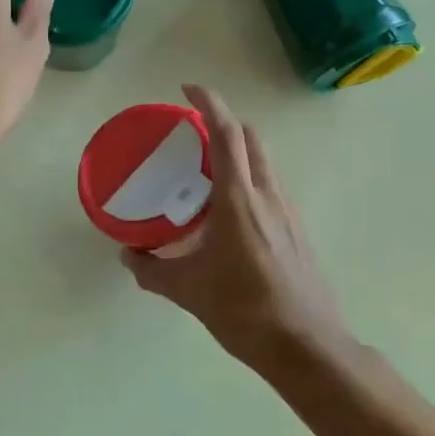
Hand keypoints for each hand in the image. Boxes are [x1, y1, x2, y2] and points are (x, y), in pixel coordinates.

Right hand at [122, 85, 353, 374]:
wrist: (307, 346)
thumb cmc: (244, 311)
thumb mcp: (187, 291)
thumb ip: (151, 270)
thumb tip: (127, 256)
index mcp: (239, 199)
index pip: (226, 134)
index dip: (208, 103)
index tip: (187, 89)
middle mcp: (267, 195)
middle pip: (250, 138)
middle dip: (224, 124)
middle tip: (193, 133)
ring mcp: (288, 211)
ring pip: (264, 162)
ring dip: (239, 151)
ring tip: (207, 171)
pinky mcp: (297, 230)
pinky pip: (271, 187)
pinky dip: (249, 179)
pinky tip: (229, 213)